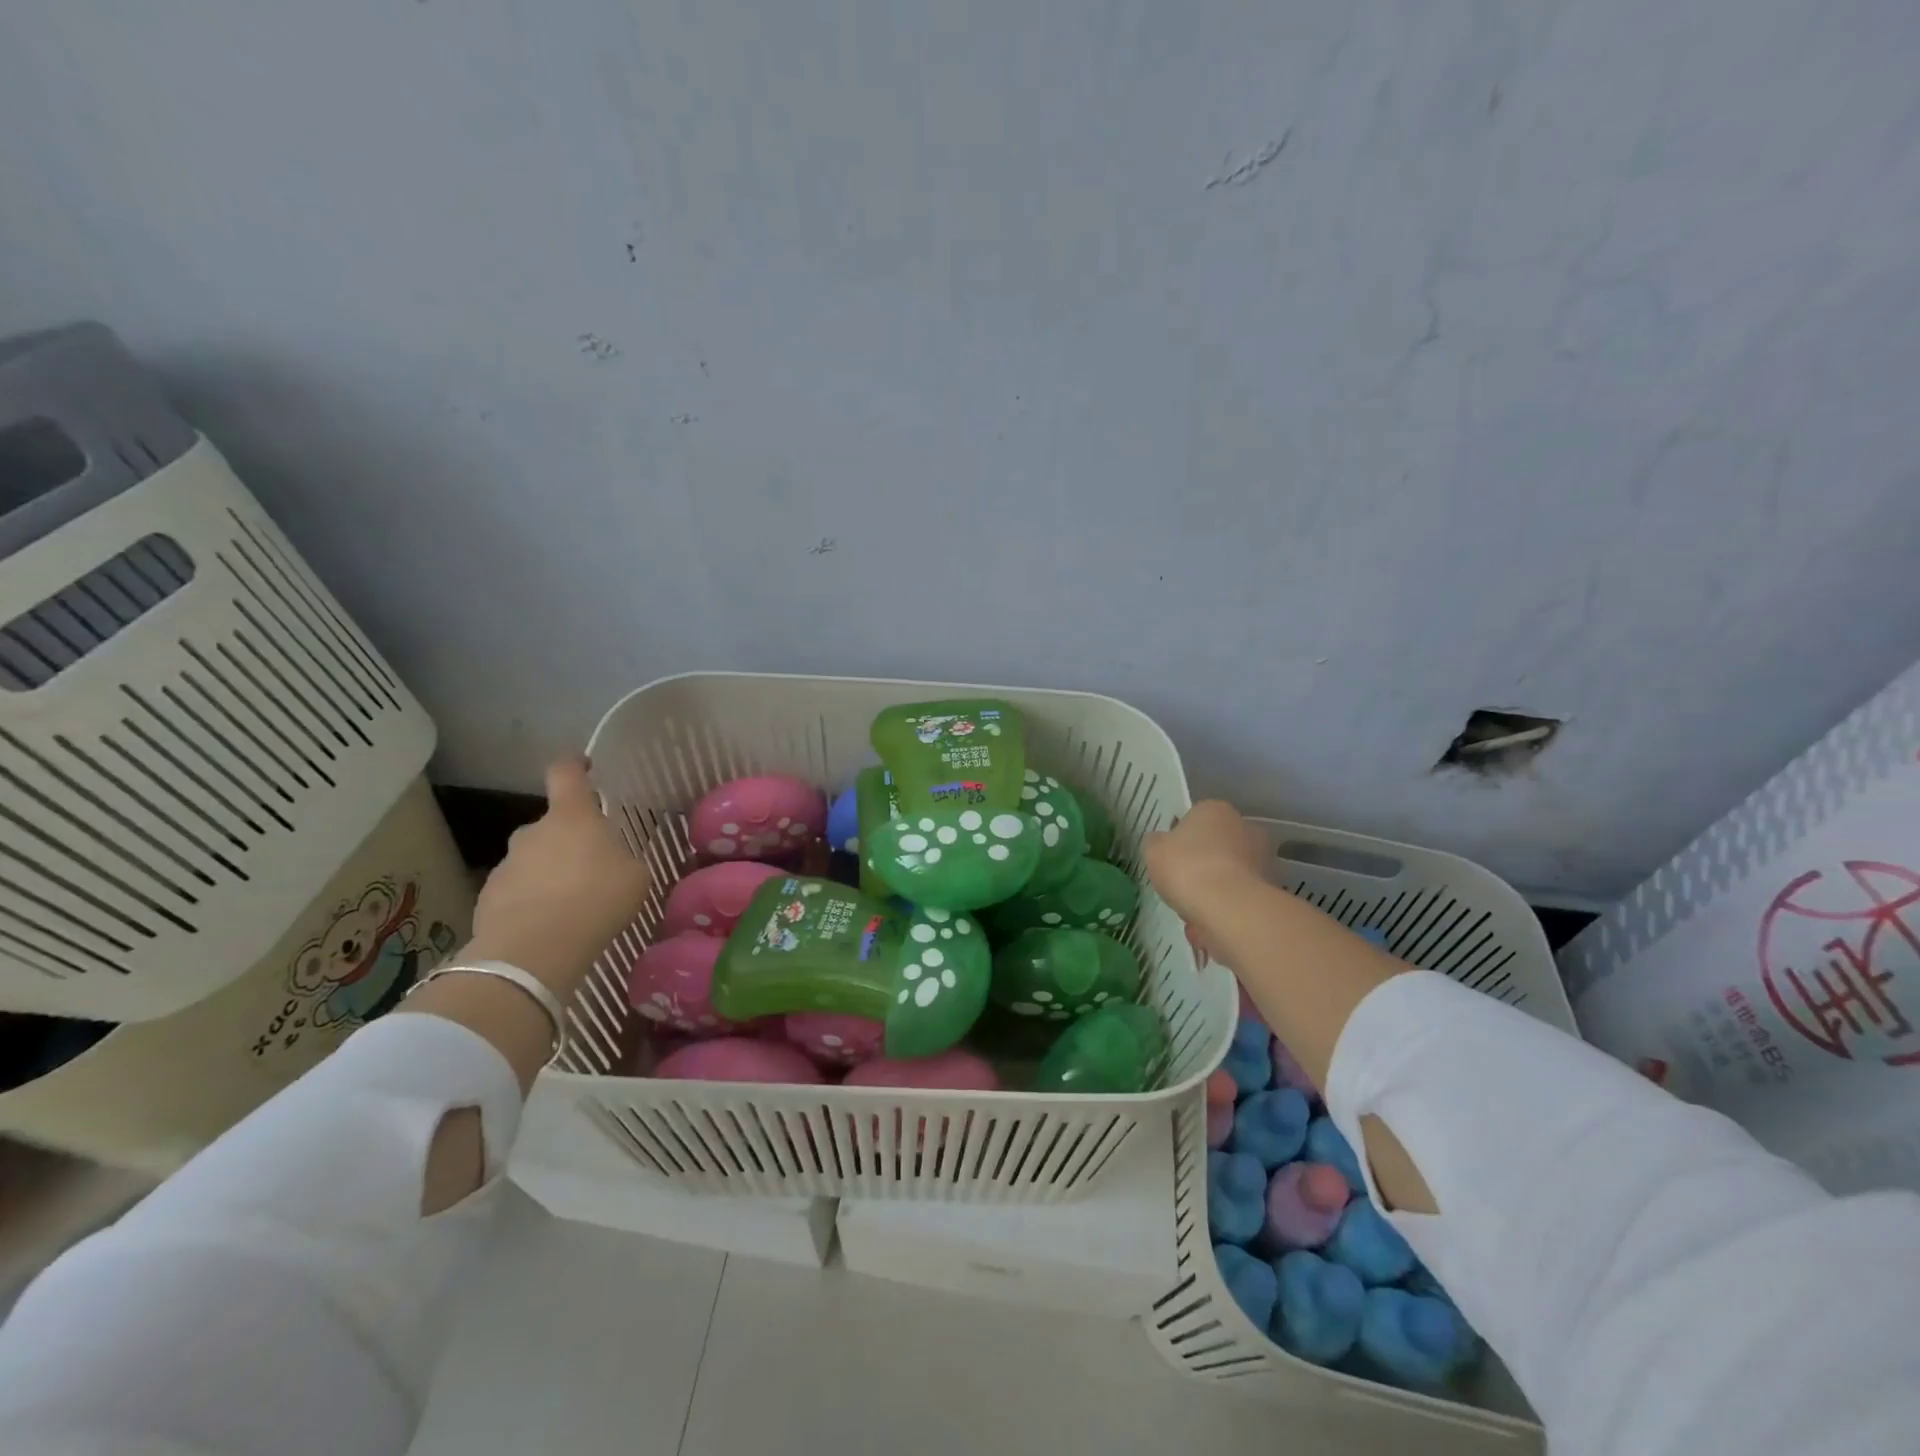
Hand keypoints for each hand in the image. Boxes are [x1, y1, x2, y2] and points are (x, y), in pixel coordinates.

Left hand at [465, 758, 652, 992]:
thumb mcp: (635, 876)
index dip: (576, 765)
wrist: (534, 952)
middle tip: (594, 869)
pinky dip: (532, 902)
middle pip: (553, 825)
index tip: (586, 767)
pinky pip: (518, 890)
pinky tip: (550, 927)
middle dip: (570, 841)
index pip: (567, 773)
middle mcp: (533, 831)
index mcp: (572, 816)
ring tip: (572, 906)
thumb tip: (614, 859)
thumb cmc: (597, 900)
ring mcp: (506, 864)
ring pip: (534, 859)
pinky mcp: (487, 897)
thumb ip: (623, 858)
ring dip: (551, 873)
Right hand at [1144, 800, 1269, 957]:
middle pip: (1216, 848)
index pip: (1194, 820)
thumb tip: (1162, 844)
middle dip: (1201, 868)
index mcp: (1215, 810)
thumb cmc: (1187, 868)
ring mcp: (1262, 859)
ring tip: (1191, 917)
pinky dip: (1224, 913)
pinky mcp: (1271, 891)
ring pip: (1228, 877)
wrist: (1229, 909)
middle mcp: (1245, 827)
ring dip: (1212, 894)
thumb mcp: (1153, 850)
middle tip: (1181, 888)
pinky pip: (1238, 901)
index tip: (1170, 861)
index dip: (1179, 841)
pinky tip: (1207, 928)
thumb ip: (1156, 844)